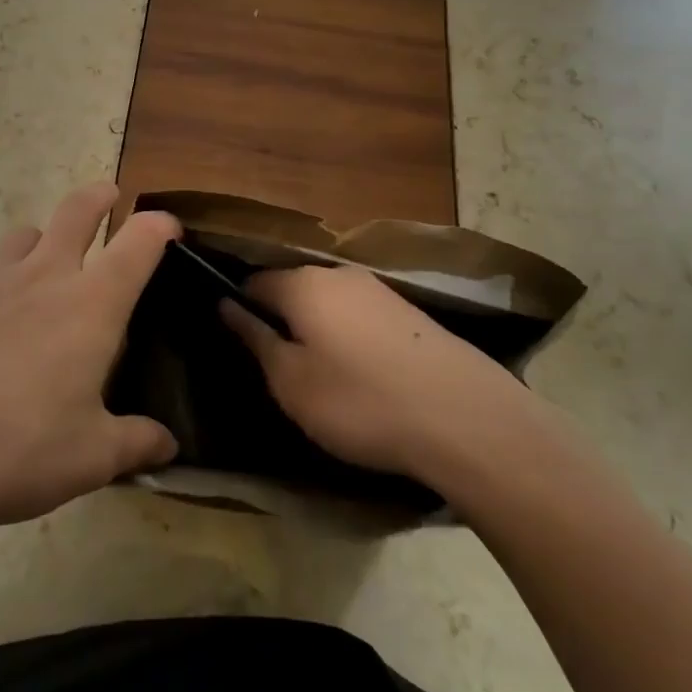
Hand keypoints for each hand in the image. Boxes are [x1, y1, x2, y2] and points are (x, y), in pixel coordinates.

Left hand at [0, 183, 180, 551]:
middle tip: (109, 197)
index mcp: (90, 303)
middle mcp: (42, 274)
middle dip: (100, 197)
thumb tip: (169, 445)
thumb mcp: (90, 459)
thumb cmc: (17, 451)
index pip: (139, 240)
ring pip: (24, 235)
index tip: (169, 228)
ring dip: (42, 243)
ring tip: (40, 273)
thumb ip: (136, 443)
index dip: (160, 225)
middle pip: (77, 209)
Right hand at [222, 265, 530, 482]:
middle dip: (281, 321)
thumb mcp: (291, 382)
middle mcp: (339, 274)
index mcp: (303, 284)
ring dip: (317, 331)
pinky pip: (360, 316)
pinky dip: (350, 338)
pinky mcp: (409, 312)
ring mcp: (379, 289)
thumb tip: (227, 304)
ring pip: (329, 303)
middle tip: (280, 370)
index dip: (240, 310)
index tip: (242, 347)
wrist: (464, 417)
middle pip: (293, 289)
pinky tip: (363, 375)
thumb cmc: (360, 402)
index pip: (254, 282)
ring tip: (323, 379)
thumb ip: (256, 339)